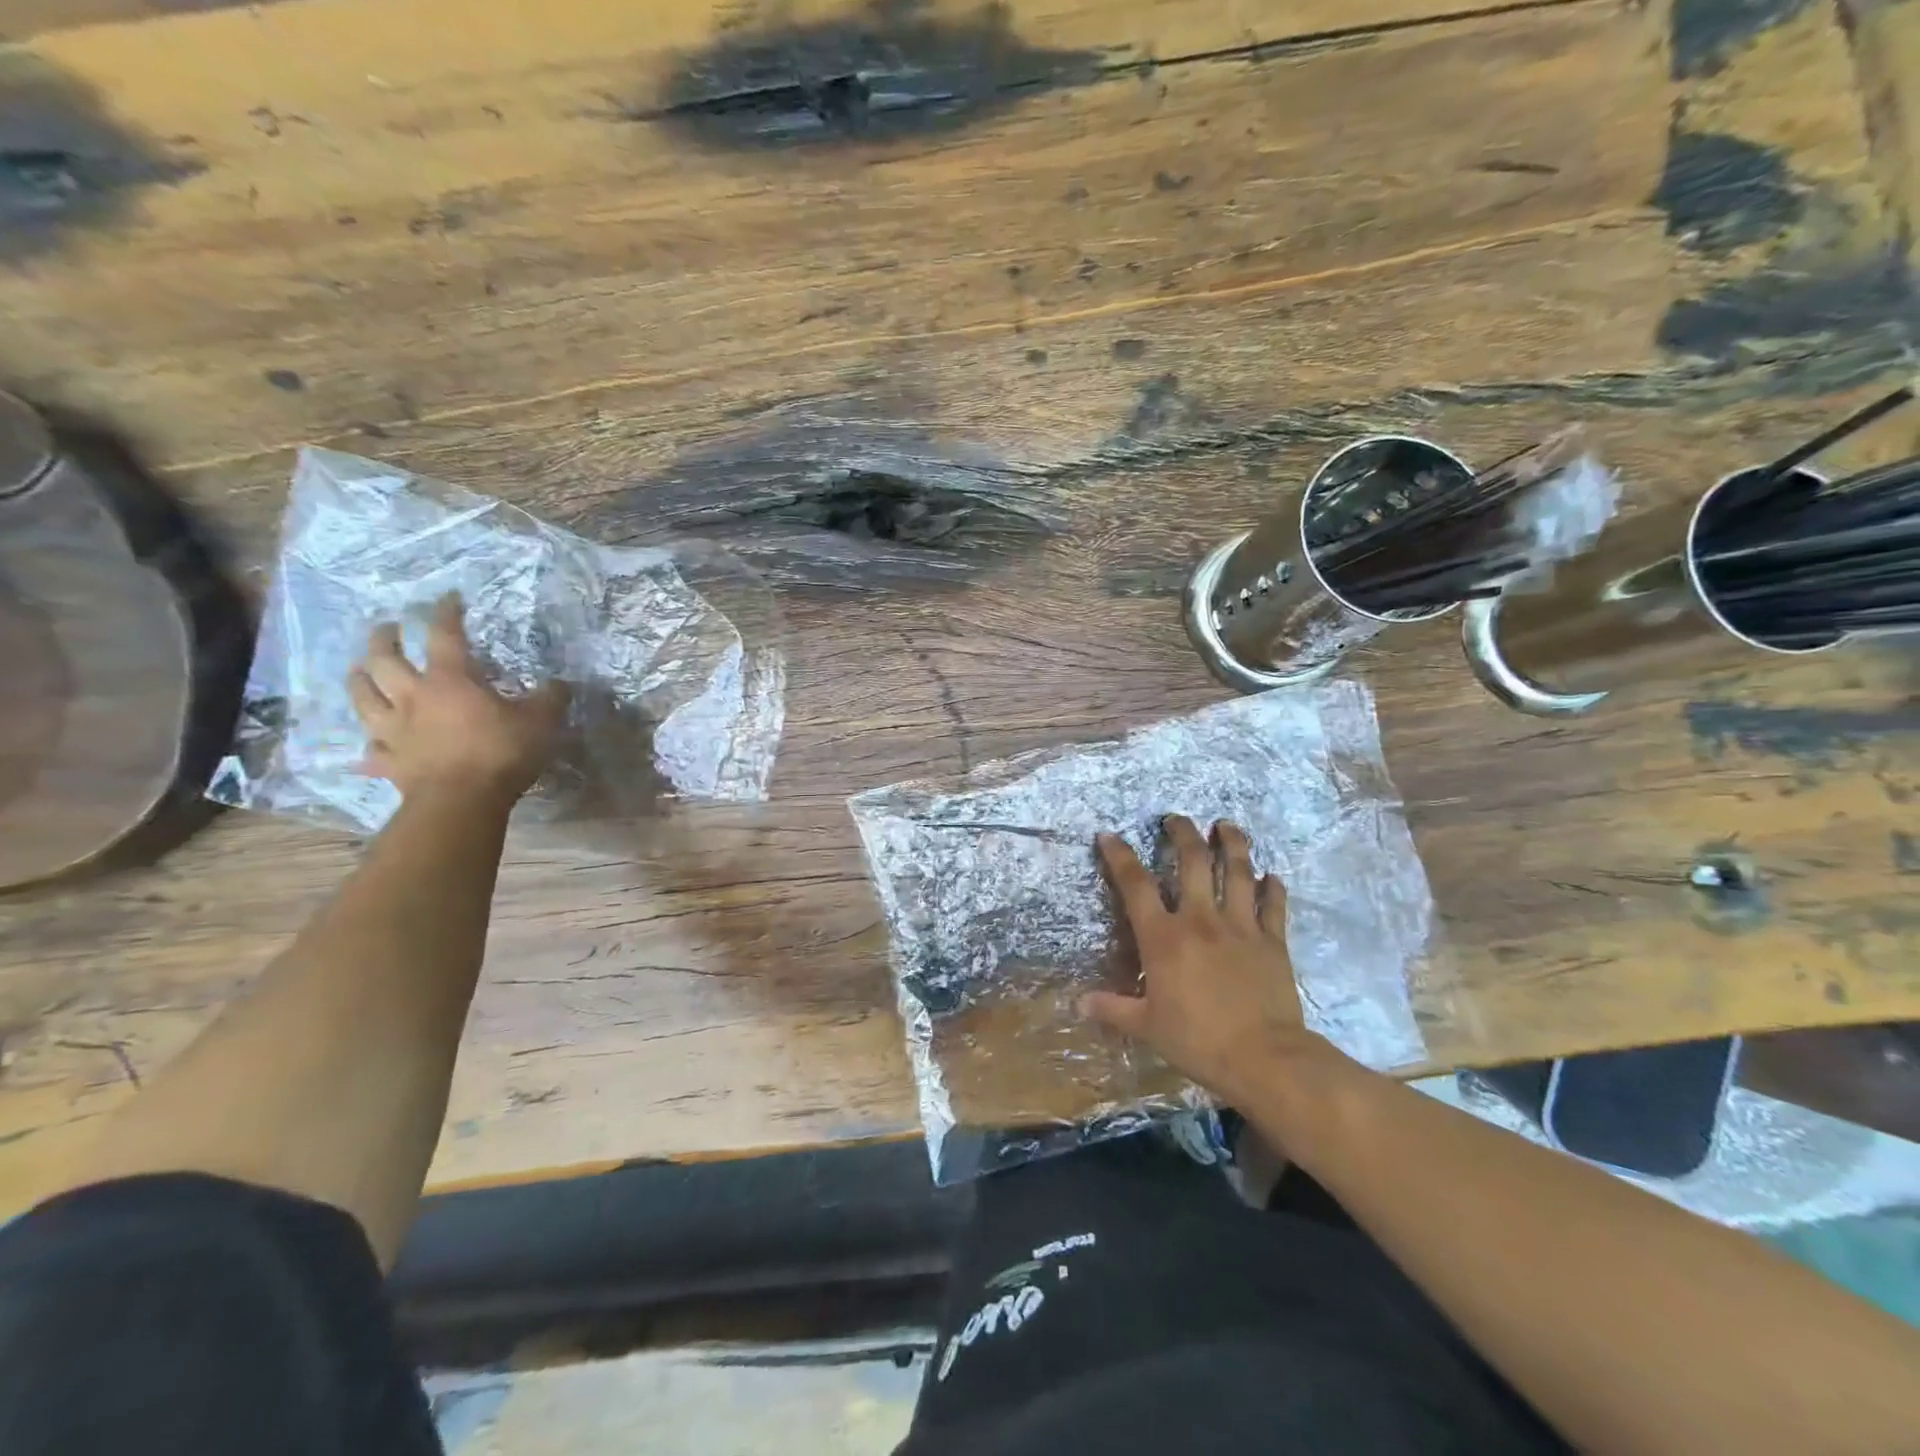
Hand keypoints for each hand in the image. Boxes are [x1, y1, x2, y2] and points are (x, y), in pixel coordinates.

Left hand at [348, 594, 568, 804]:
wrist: (461, 801)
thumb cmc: (501, 752)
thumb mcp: (541, 721)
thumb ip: (550, 699)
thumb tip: (560, 684)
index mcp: (450, 680)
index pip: (444, 635)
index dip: (446, 613)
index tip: (449, 598)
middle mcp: (413, 697)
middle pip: (385, 659)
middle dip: (385, 639)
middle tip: (387, 628)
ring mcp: (394, 730)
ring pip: (364, 697)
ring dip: (360, 680)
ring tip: (360, 671)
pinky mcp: (388, 761)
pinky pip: (372, 750)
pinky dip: (371, 746)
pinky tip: (372, 747)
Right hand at [1082, 816, 1327, 1107]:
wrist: (1264, 1058)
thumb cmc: (1198, 1040)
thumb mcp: (1147, 1027)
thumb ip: (1113, 1009)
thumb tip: (1078, 1003)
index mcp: (1164, 937)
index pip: (1136, 885)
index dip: (1120, 856)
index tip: (1109, 836)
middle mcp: (1201, 920)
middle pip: (1192, 862)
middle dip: (1183, 834)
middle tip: (1177, 818)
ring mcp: (1240, 926)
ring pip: (1237, 872)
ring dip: (1232, 844)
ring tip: (1227, 826)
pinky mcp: (1272, 941)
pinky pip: (1274, 905)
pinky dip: (1272, 888)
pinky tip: (1272, 876)